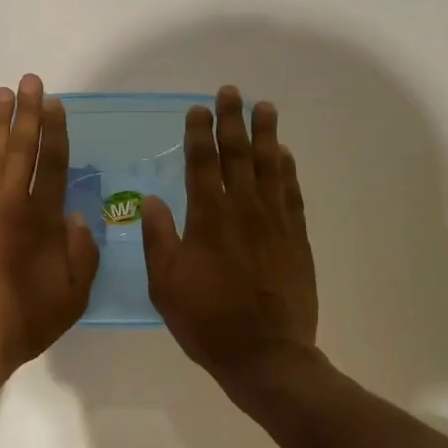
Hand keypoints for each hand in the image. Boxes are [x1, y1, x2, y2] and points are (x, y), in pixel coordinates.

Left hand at [0, 74, 99, 376]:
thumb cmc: (25, 321)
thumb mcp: (73, 296)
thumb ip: (82, 253)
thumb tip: (77, 217)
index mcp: (44, 220)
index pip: (53, 164)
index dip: (55, 131)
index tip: (54, 103)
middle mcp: (10, 204)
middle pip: (21, 148)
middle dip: (26, 112)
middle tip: (28, 81)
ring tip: (1, 94)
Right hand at [142, 87, 319, 394]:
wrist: (266, 355)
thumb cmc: (206, 321)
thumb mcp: (165, 284)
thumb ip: (158, 238)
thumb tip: (151, 199)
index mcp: (208, 219)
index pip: (202, 164)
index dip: (199, 134)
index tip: (197, 109)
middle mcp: (243, 211)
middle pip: (238, 155)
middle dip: (232, 121)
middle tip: (231, 92)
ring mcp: (275, 223)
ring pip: (270, 167)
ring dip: (266, 135)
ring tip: (264, 108)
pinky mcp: (296, 239)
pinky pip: (292, 194)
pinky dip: (288, 170)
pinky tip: (285, 154)